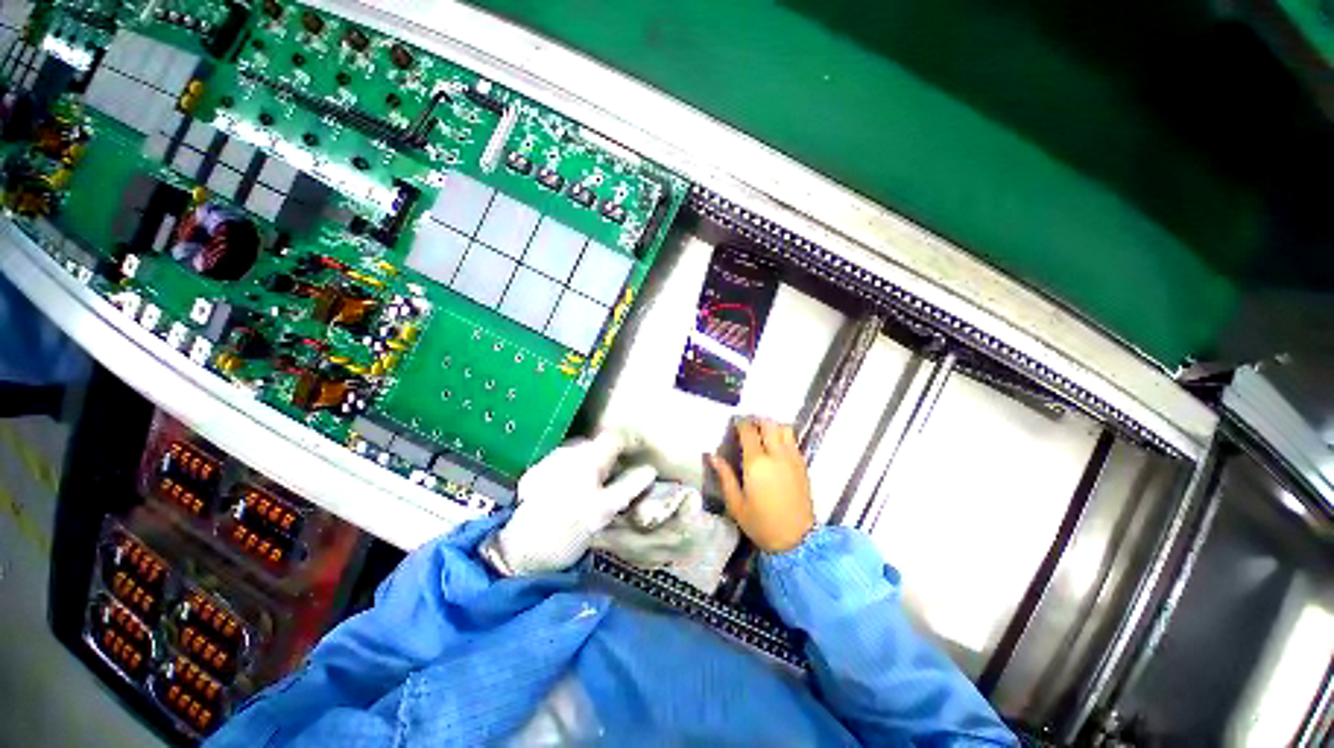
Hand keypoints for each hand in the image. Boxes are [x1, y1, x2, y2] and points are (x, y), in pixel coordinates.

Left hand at [483, 430, 656, 575]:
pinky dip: (573, 469)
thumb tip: (650, 470)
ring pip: (579, 451)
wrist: (521, 552)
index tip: (639, 455)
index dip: (630, 443)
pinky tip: (570, 488)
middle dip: (610, 455)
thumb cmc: (568, 531)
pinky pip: (563, 462)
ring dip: (591, 461)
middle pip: (597, 444)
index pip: (614, 438)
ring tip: (594, 484)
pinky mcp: (535, 473)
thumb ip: (629, 486)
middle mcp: (568, 453)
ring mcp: (549, 461)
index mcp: (587, 459)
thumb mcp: (605, 510)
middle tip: (617, 476)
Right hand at [709, 418, 814, 552]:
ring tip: (763, 433)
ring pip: (784, 428)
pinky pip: (793, 441)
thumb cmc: (760, 523)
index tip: (734, 423)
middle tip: (747, 426)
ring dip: (772, 426)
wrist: (796, 540)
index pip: (748, 431)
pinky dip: (784, 437)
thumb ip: (725, 476)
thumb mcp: (735, 503)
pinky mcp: (803, 465)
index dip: (740, 423)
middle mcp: (776, 455)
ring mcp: (792, 458)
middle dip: (757, 420)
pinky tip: (776, 447)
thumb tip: (712, 456)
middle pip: (768, 424)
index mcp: (756, 463)